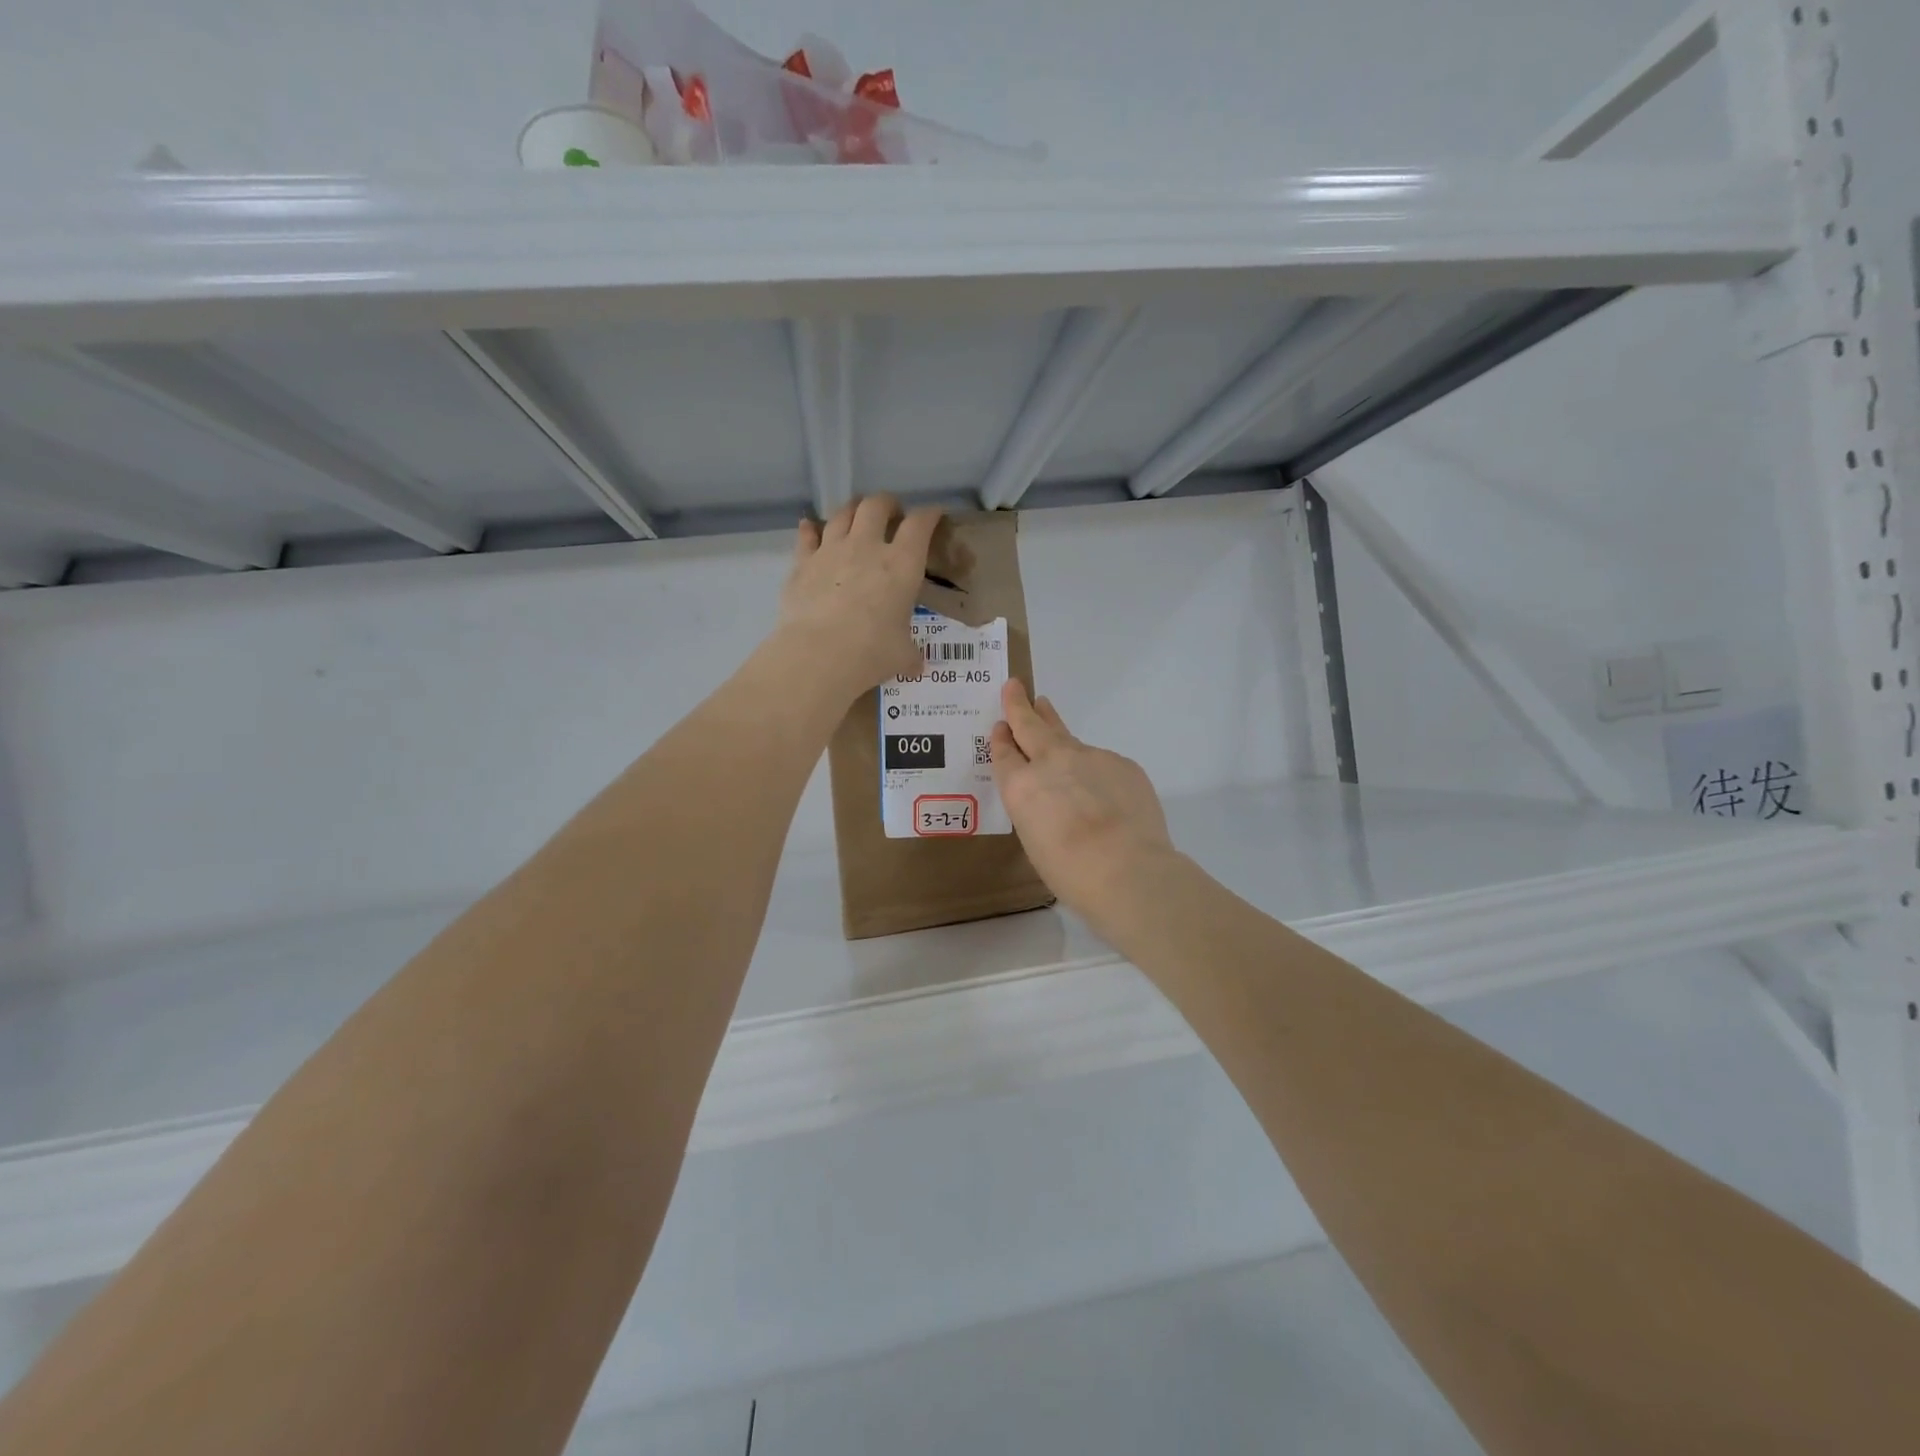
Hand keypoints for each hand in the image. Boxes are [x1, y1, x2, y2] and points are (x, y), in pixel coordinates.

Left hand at [778, 495, 943, 699]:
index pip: (920, 525)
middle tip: (891, 513)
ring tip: (856, 515)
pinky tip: (809, 527)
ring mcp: (831, 551)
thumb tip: (917, 664)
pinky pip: (806, 536)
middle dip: (887, 503)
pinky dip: (810, 529)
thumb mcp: (902, 655)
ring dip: (852, 509)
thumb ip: (910, 653)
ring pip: (842, 513)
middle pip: (877, 505)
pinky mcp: (802, 563)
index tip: (933, 515)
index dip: (929, 515)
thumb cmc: (872, 652)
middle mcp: (867, 547)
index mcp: (902, 564)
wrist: (819, 654)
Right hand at [990, 680, 1176, 930]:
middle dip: (1020, 705)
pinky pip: (1102, 761)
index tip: (1000, 726)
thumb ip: (1038, 810)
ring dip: (1054, 725)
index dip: (1001, 738)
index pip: (1004, 754)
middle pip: (1030, 726)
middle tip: (1015, 686)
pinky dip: (1095, 768)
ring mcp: (1089, 757)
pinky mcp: (1121, 762)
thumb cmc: (1071, 871)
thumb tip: (1055, 800)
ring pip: (1067, 737)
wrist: (1127, 869)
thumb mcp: (1035, 841)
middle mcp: (1050, 762)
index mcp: (1020, 786)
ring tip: (1046, 710)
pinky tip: (1103, 788)